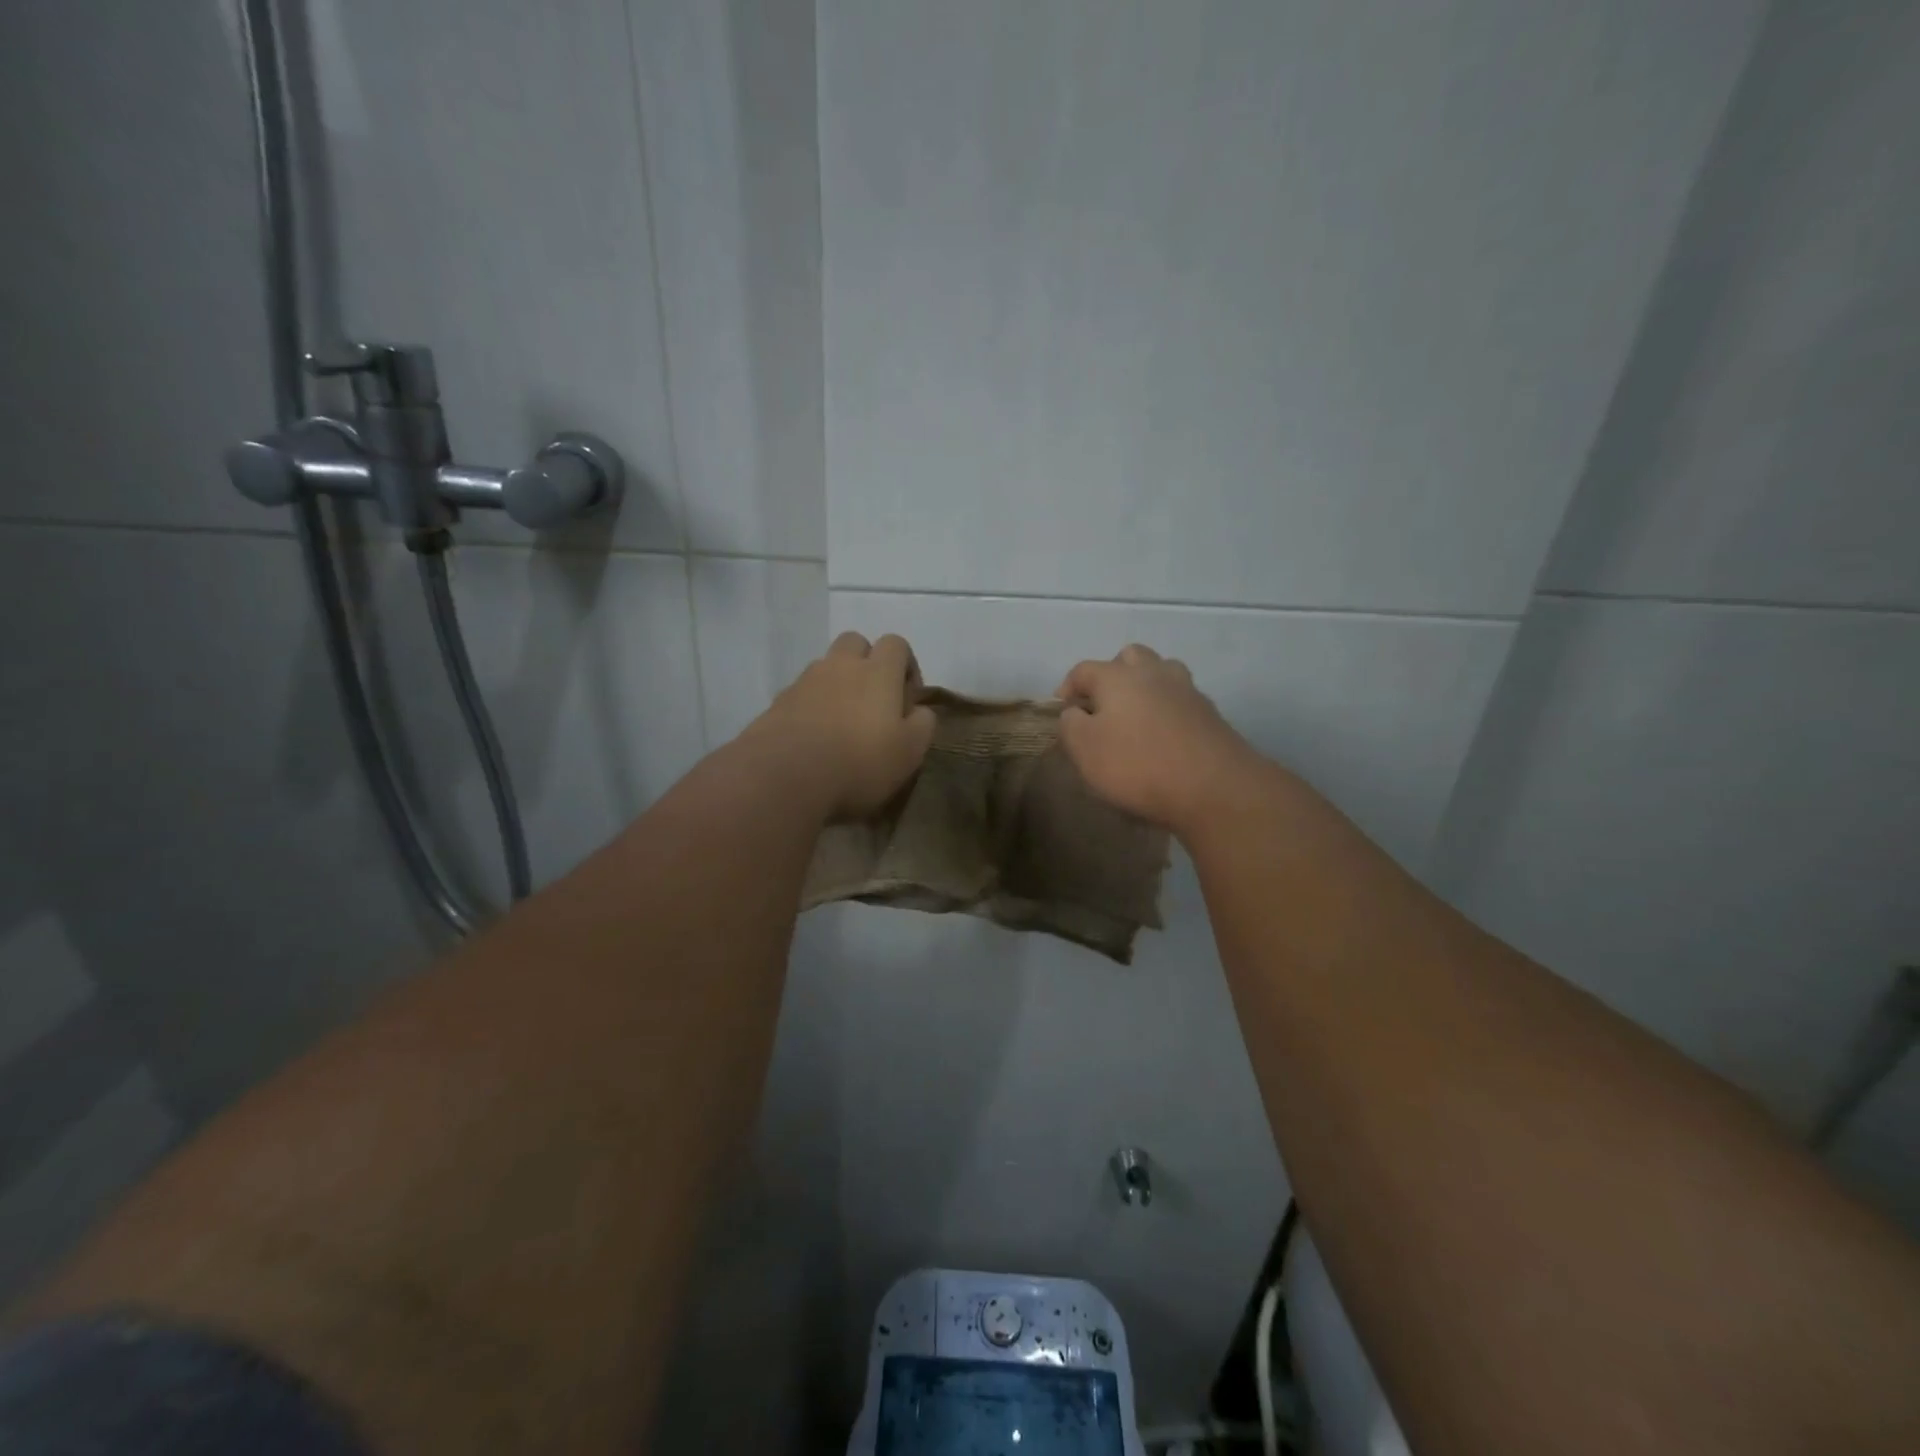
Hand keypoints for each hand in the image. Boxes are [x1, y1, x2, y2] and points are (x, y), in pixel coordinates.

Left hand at [751, 632, 936, 818]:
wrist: (785, 777)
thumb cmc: (859, 763)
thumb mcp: (909, 752)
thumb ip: (922, 724)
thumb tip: (919, 710)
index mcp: (877, 671)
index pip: (896, 644)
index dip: (907, 666)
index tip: (907, 699)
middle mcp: (840, 666)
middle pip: (855, 642)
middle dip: (867, 663)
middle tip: (873, 701)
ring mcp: (804, 681)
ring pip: (826, 667)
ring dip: (838, 684)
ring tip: (842, 724)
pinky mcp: (778, 702)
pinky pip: (802, 693)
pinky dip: (812, 706)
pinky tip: (815, 739)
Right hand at [1055, 644, 1263, 833]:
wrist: (1214, 787)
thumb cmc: (1138, 765)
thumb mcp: (1085, 749)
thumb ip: (1070, 725)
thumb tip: (1074, 712)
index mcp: (1118, 677)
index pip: (1084, 670)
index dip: (1068, 688)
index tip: (1062, 711)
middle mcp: (1153, 673)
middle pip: (1129, 657)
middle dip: (1111, 675)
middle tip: (1102, 706)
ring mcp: (1186, 691)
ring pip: (1161, 672)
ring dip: (1145, 686)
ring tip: (1135, 716)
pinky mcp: (1209, 713)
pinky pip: (1180, 700)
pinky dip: (1167, 709)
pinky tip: (1163, 735)